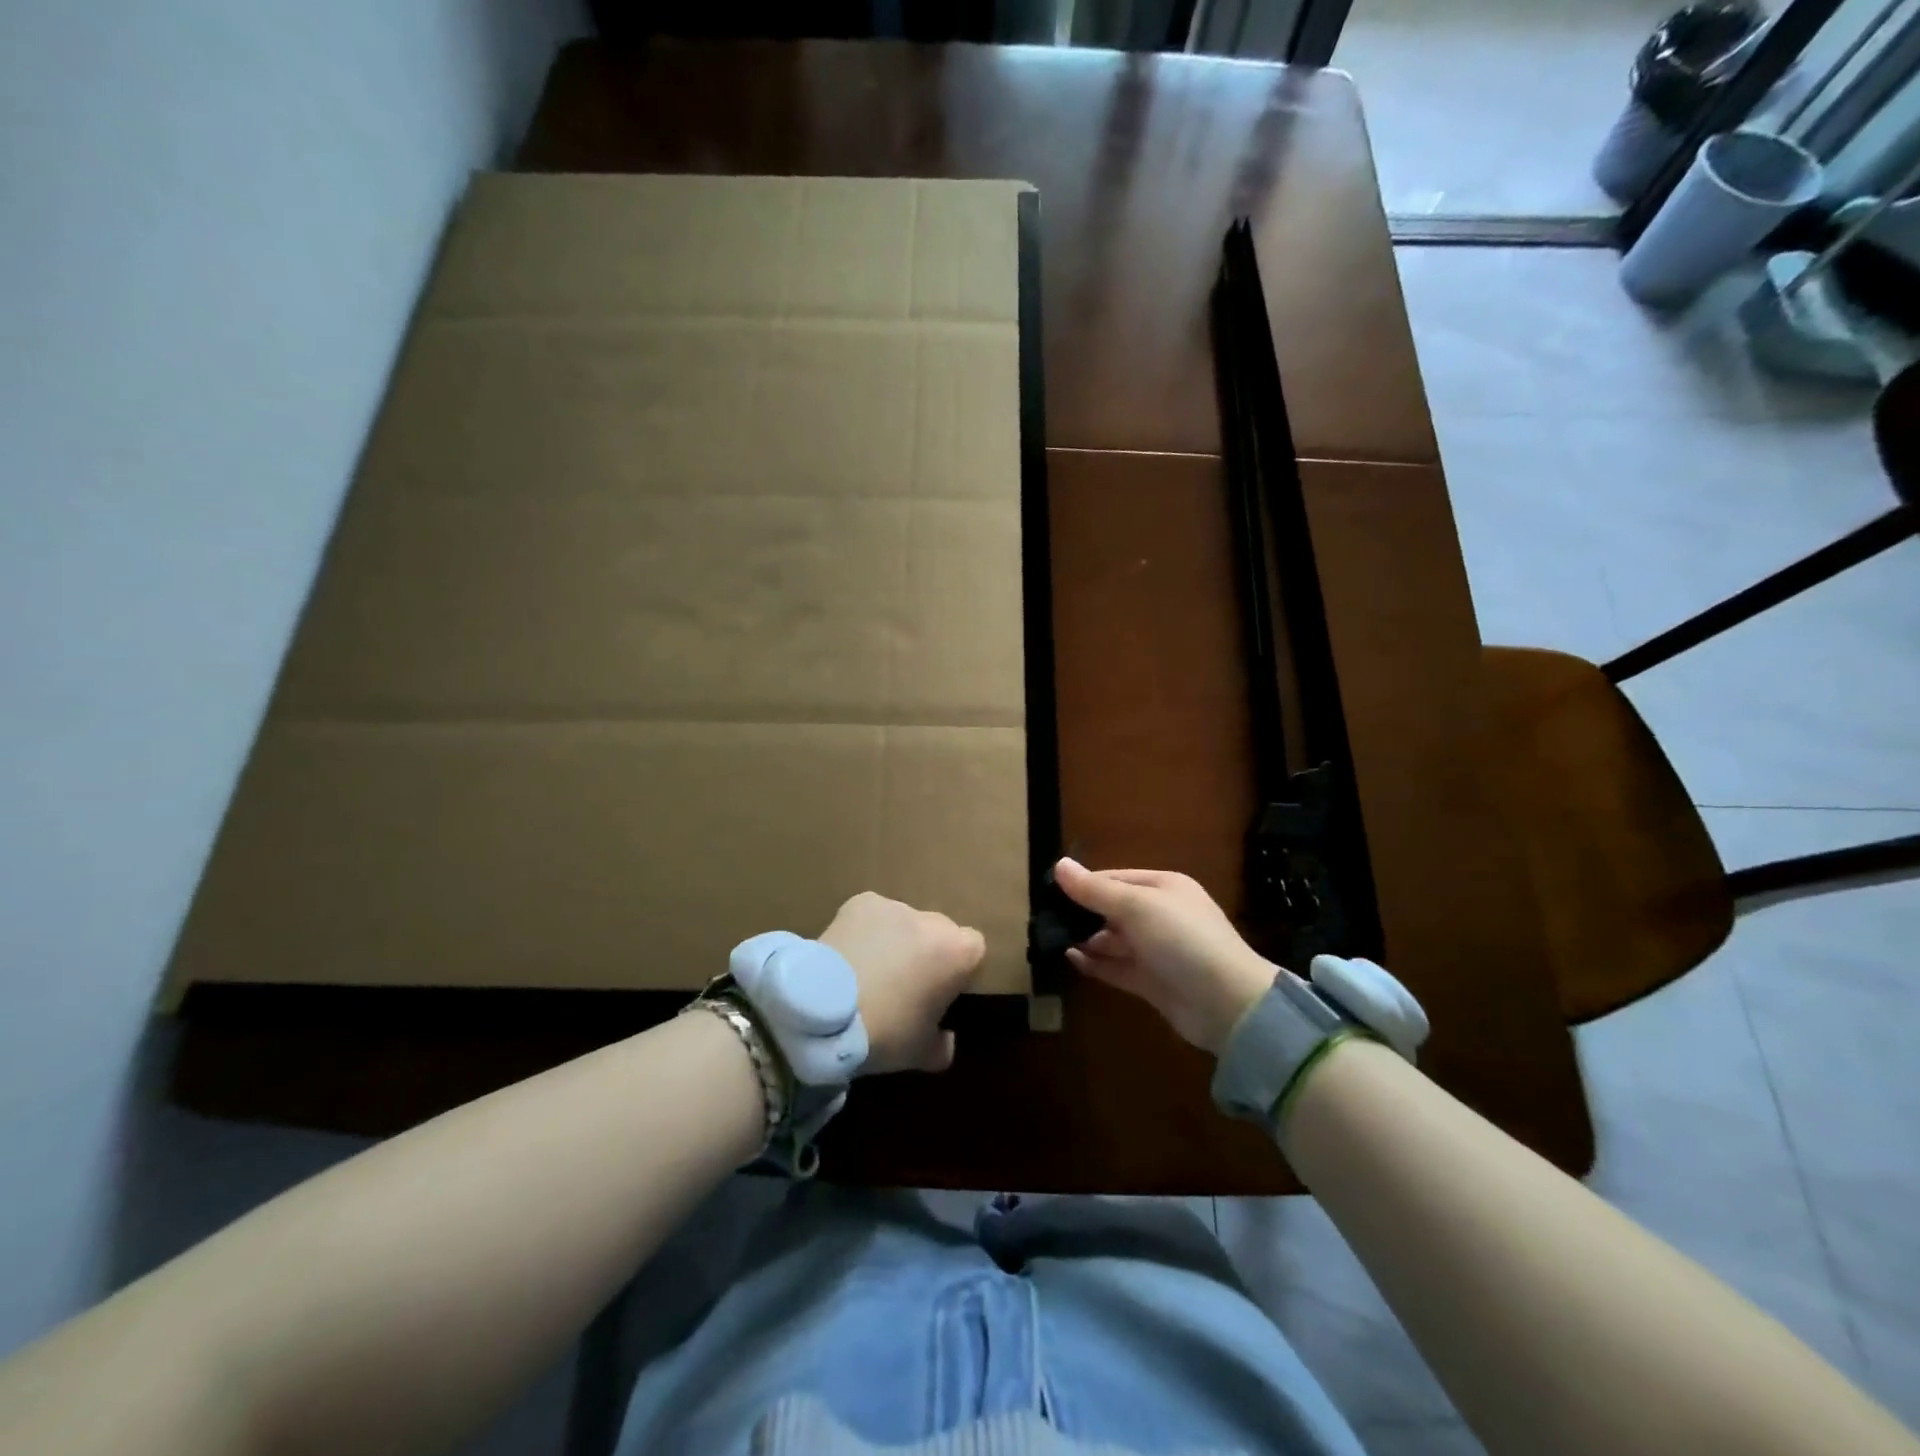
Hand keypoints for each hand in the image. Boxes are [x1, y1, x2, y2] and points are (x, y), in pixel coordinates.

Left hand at [818, 892, 985, 1074]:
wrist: (825, 1011)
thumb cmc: (885, 1032)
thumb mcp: (921, 1053)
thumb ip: (943, 1046)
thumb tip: (946, 1041)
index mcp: (958, 952)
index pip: (974, 949)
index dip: (960, 969)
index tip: (941, 990)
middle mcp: (932, 920)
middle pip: (939, 932)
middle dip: (928, 952)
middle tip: (904, 983)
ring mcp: (895, 906)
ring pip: (904, 923)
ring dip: (896, 940)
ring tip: (870, 969)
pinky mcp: (861, 902)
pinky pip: (872, 916)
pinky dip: (866, 931)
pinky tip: (849, 955)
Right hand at [1054, 858, 1276, 1054]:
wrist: (1228, 1004)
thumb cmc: (1182, 940)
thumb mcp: (1137, 906)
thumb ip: (1095, 890)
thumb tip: (1059, 865)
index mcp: (1163, 887)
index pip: (1114, 878)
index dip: (1083, 884)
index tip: (1048, 892)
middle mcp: (1160, 915)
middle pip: (1112, 909)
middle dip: (1081, 913)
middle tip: (1044, 918)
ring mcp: (1156, 950)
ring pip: (1112, 939)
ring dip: (1085, 939)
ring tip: (1051, 939)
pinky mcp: (1151, 981)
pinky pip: (1116, 967)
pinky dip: (1094, 963)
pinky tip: (1069, 959)